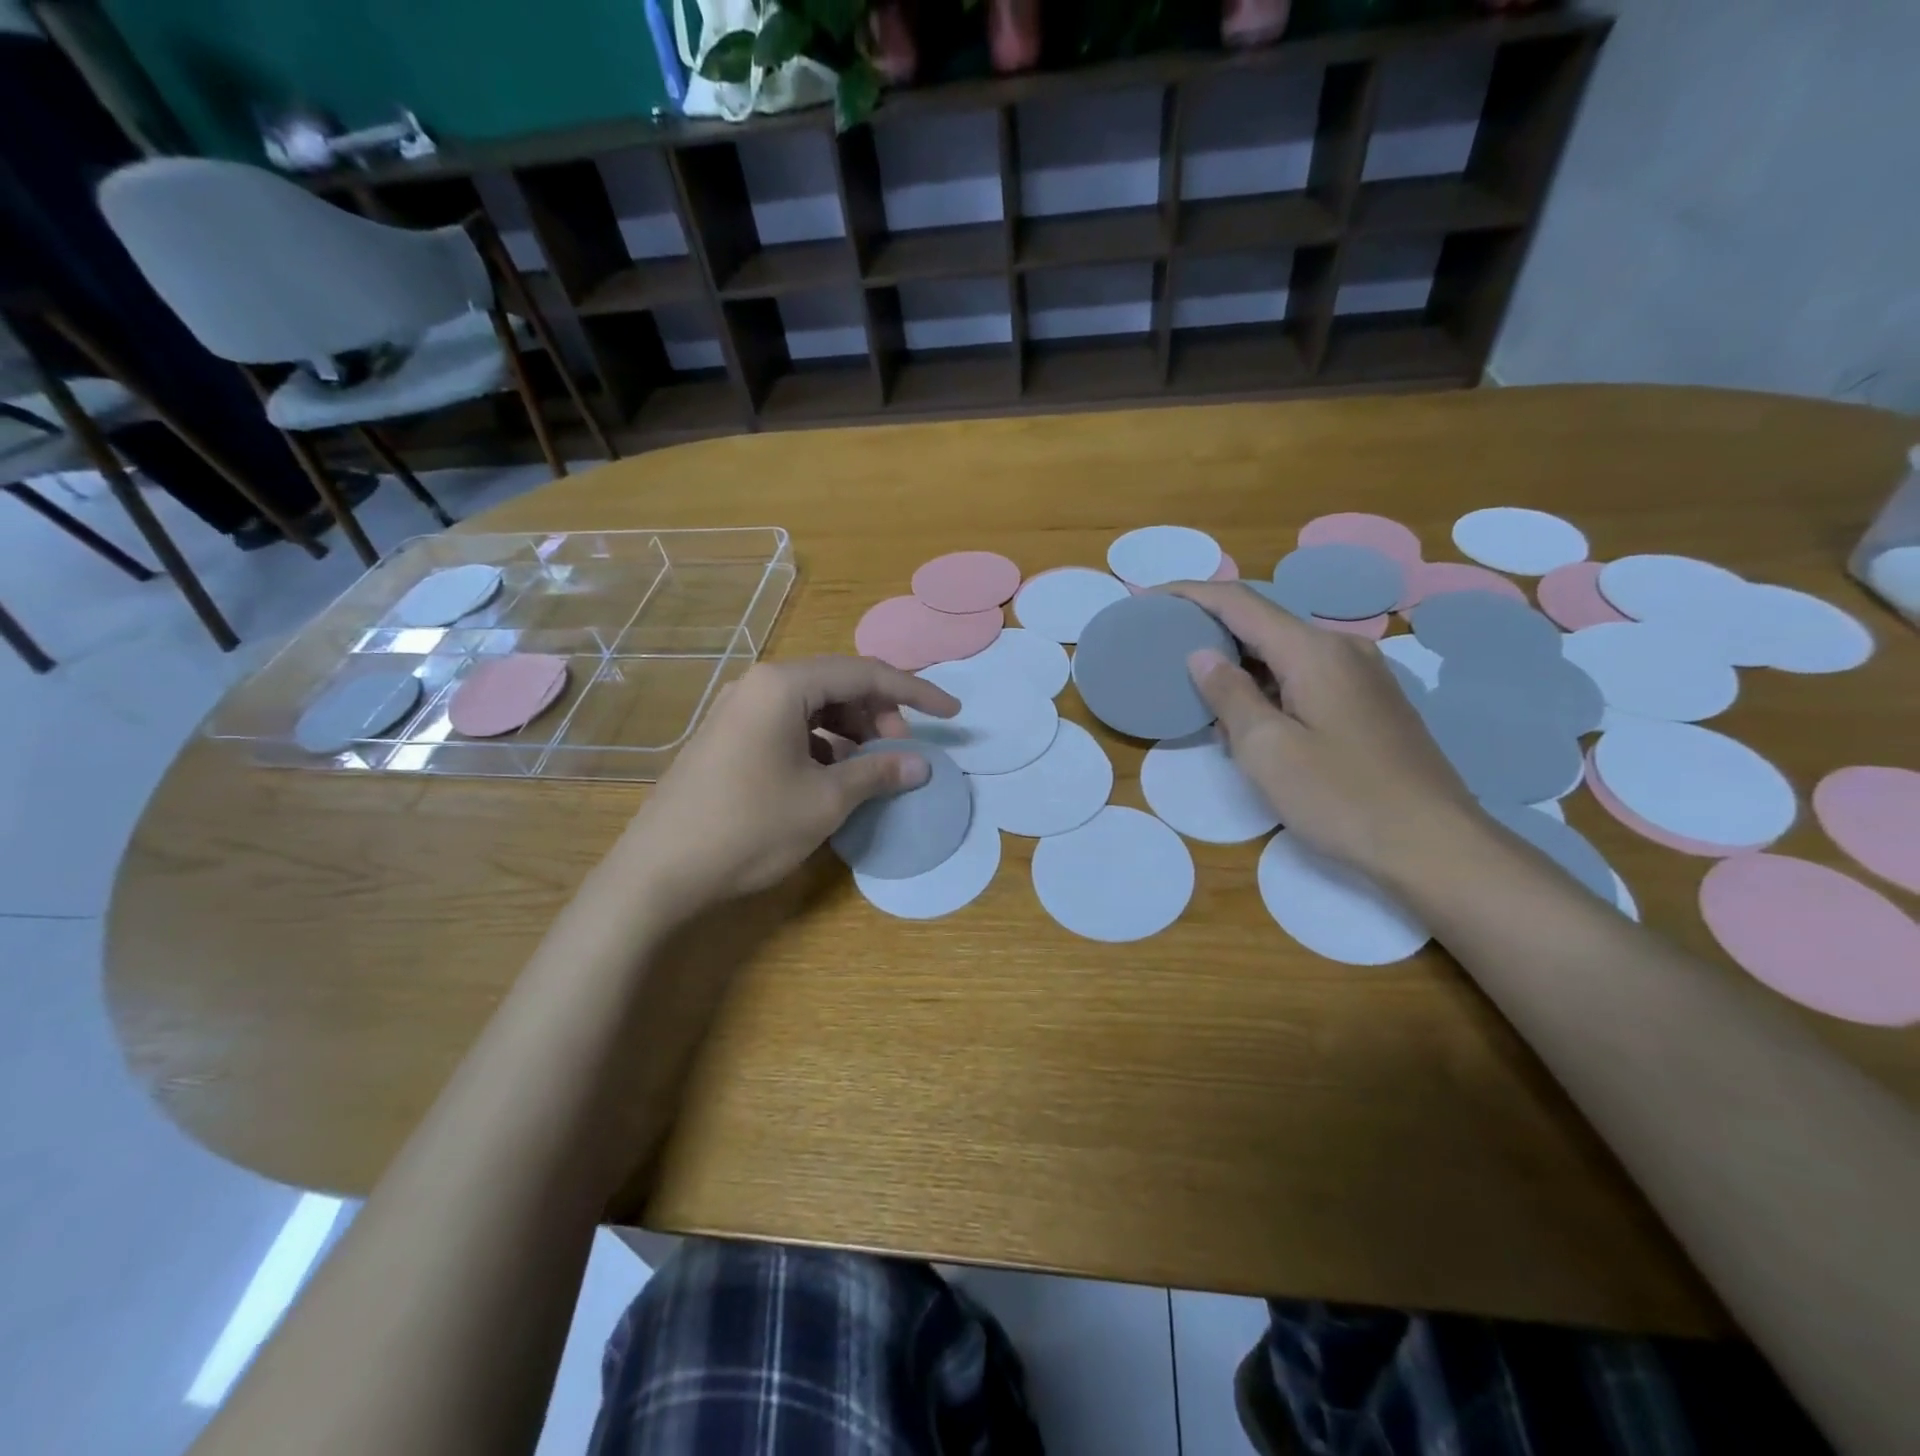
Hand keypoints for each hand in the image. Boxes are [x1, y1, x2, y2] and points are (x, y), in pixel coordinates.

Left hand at [614, 657, 959, 911]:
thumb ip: (877, 774)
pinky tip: (831, 777)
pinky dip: (821, 745)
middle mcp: (759, 685)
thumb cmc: (749, 827)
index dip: (915, 694)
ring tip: (870, 768)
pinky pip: (789, 726)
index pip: (864, 674)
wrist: (659, 871)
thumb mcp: (824, 801)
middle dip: (879, 714)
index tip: (952, 715)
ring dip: (851, 731)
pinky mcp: (728, 738)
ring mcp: (738, 710)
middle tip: (902, 753)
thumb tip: (921, 765)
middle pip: (837, 685)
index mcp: (783, 685)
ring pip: (813, 707)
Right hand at [1167, 582, 1484, 882]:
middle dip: (1210, 631)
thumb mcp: (1268, 750)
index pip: (1239, 603)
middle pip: (1263, 623)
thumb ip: (1229, 696)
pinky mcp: (1371, 704)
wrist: (1435, 846)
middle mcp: (1342, 649)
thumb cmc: (1342, 797)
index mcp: (1313, 650)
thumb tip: (1201, 655)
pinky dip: (1268, 686)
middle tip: (1163, 648)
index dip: (1189, 595)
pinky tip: (1252, 720)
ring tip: (1200, 692)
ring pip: (1284, 654)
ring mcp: (1363, 675)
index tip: (1147, 598)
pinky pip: (1306, 677)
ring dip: (1240, 666)